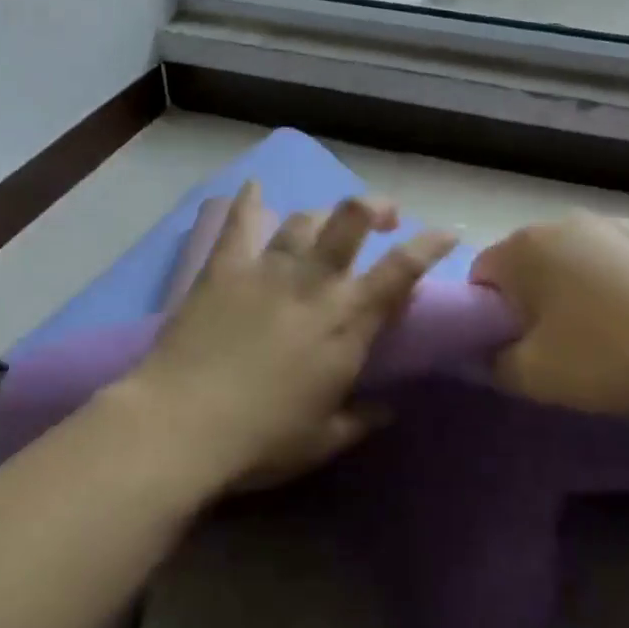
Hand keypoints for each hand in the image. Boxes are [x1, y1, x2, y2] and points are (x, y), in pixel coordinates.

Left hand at [120, 181, 455, 491]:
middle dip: (375, 206)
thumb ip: (363, 419)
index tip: (445, 233)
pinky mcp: (224, 267)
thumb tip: (389, 409)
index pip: (401, 270)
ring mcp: (267, 268)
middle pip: (352, 219)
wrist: (183, 424)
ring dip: (321, 216)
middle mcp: (314, 282)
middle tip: (384, 214)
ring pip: (303, 219)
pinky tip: (253, 188)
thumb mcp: (325, 440)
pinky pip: (239, 222)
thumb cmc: (262, 440)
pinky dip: (248, 202)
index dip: (429, 245)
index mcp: (347, 322)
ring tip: (323, 225)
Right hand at [470, 211, 628, 416]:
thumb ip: (495, 363)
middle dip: (529, 304)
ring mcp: (611, 225)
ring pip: (570, 264)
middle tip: (553, 350)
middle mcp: (561, 223)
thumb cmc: (612, 355)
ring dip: (571, 296)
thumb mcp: (536, 376)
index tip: (513, 350)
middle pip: (525, 267)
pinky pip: (612, 265)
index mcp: (523, 247)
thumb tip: (490, 353)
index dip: (488, 318)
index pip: (481, 278)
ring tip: (601, 339)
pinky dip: (611, 289)